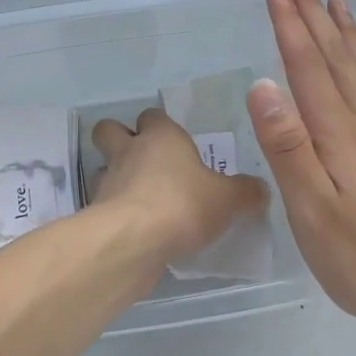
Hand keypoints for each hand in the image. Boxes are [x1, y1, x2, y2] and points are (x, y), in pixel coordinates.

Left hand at [90, 108, 268, 263]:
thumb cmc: (183, 204)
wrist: (133, 241)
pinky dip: (115, 212)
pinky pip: (104, 204)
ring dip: (116, 178)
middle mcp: (129, 150)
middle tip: (143, 160)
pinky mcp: (96, 212)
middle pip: (110, 129)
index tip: (175, 143)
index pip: (153, 115)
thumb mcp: (228, 199)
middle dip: (120, 139)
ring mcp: (108, 180)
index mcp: (161, 136)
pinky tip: (135, 228)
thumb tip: (259, 189)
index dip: (160, 126)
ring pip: (104, 167)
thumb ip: (245, 192)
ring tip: (140, 199)